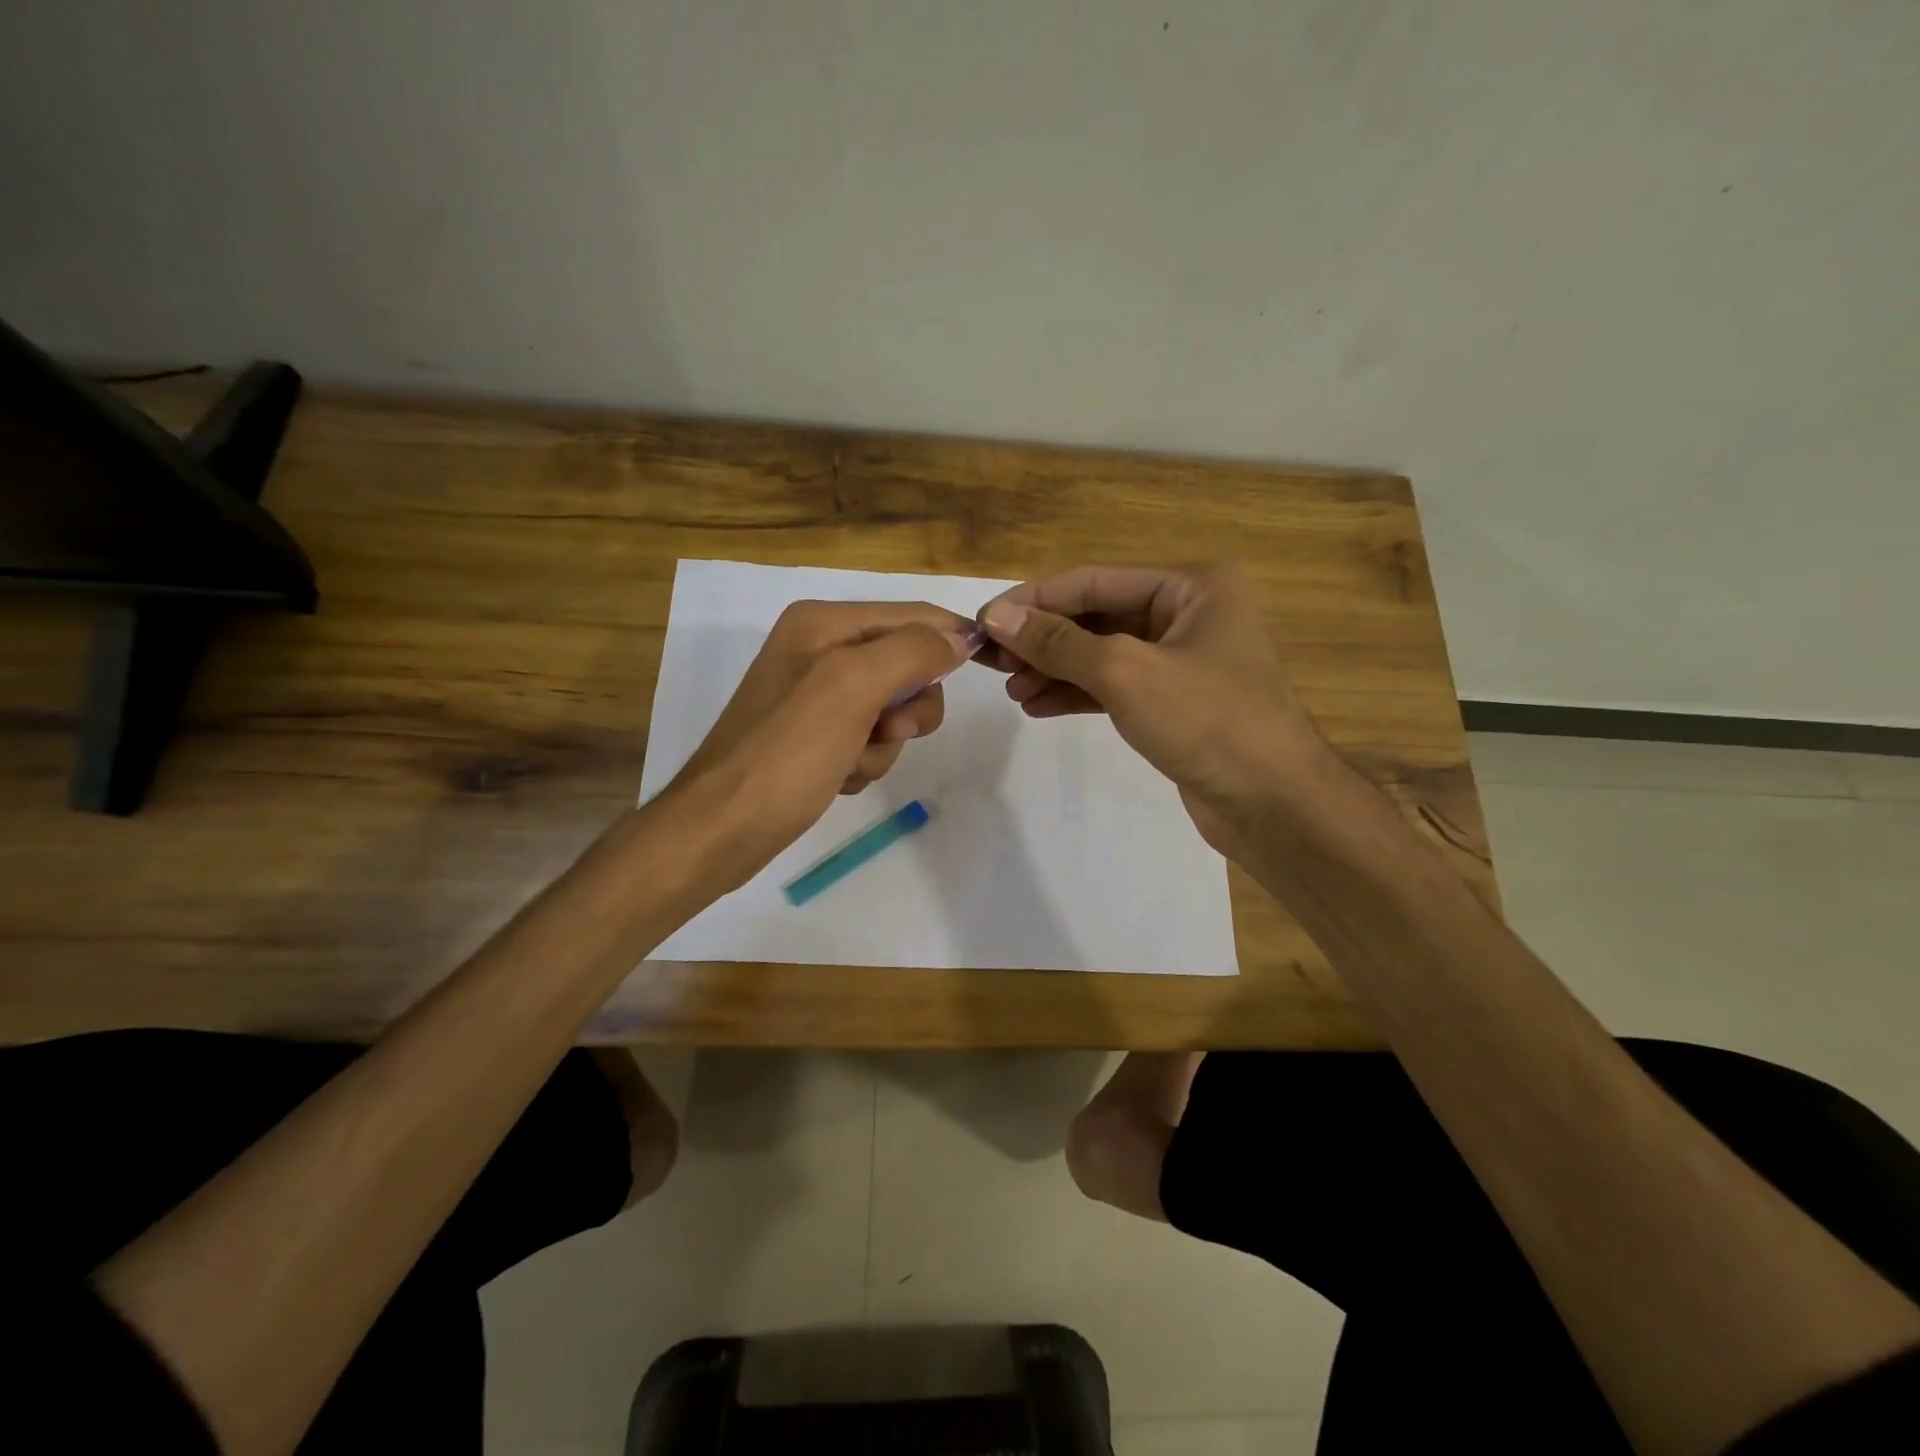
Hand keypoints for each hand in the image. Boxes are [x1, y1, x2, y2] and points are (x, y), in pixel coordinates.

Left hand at [670, 600, 977, 888]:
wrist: (723, 829)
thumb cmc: (786, 753)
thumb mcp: (851, 687)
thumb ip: (911, 651)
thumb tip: (958, 638)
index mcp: (823, 623)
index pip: (912, 615)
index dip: (951, 639)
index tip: (988, 668)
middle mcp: (820, 651)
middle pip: (907, 665)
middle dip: (907, 707)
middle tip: (886, 731)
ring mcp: (817, 697)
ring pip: (893, 711)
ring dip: (883, 743)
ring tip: (848, 762)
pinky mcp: (817, 737)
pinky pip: (870, 740)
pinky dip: (864, 762)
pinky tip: (837, 777)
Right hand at [977, 562, 1326, 856]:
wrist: (1274, 805)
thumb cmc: (1208, 722)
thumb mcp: (1125, 673)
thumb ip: (1058, 642)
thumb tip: (997, 617)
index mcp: (1191, 585)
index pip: (1093, 581)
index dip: (1034, 600)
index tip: (982, 621)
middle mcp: (1188, 612)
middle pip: (1096, 616)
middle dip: (1042, 639)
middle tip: (989, 661)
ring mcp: (1181, 659)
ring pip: (1101, 653)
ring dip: (1053, 669)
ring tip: (1010, 690)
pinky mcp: (1174, 701)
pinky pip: (1114, 686)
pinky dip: (1076, 694)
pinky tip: (1036, 706)